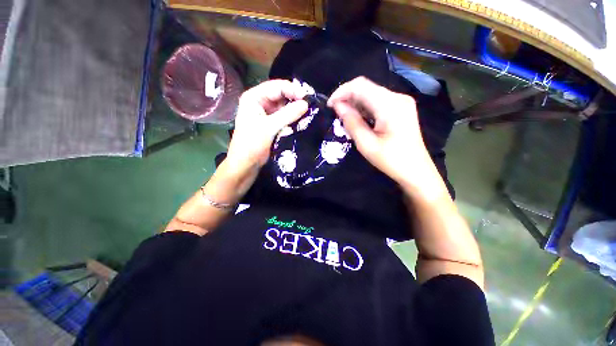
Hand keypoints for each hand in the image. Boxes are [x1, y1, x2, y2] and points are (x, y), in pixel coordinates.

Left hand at [226, 80, 307, 170]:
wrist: (246, 164)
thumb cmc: (252, 144)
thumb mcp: (269, 128)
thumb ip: (287, 114)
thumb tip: (306, 104)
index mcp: (254, 98)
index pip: (276, 87)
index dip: (292, 90)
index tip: (307, 98)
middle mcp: (260, 102)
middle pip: (281, 95)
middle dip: (295, 100)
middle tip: (310, 105)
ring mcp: (266, 114)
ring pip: (284, 107)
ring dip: (295, 110)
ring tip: (308, 112)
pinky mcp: (272, 124)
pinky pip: (285, 117)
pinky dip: (292, 118)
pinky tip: (302, 120)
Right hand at [328, 77, 439, 190]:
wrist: (415, 170)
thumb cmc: (391, 160)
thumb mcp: (366, 144)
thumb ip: (351, 122)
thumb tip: (338, 106)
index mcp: (390, 105)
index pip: (360, 86)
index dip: (341, 92)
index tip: (330, 106)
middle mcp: (397, 97)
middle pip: (366, 87)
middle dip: (347, 97)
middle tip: (335, 113)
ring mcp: (401, 102)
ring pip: (371, 93)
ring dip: (355, 103)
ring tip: (345, 117)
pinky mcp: (400, 108)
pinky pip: (378, 101)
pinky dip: (364, 107)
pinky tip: (359, 118)